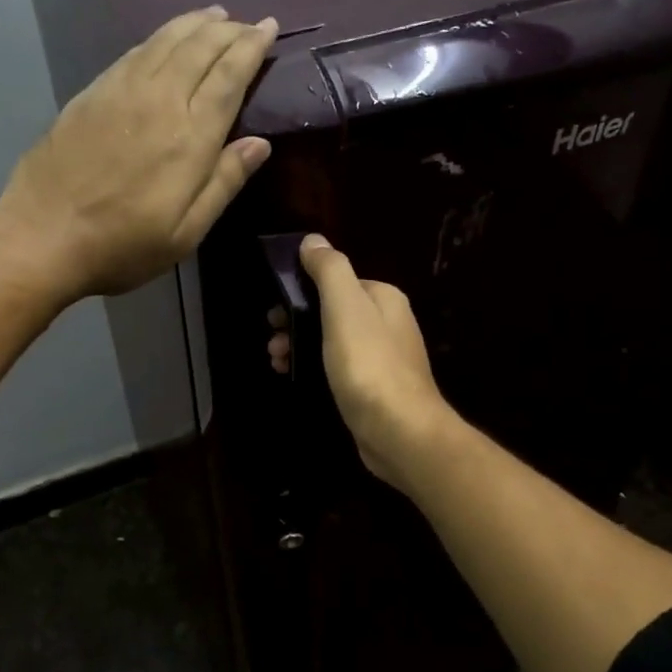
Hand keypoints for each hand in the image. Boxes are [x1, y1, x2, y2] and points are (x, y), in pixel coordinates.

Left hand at [0, 7, 277, 299]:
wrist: (43, 237)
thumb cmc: (123, 245)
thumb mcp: (186, 232)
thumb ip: (224, 182)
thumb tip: (260, 143)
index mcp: (190, 138)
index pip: (229, 77)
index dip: (251, 47)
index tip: (269, 26)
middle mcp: (159, 101)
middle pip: (199, 49)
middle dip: (228, 30)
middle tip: (248, 23)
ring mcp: (121, 92)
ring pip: (165, 41)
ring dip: (194, 24)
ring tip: (214, 15)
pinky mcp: (91, 94)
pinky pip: (134, 51)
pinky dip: (159, 37)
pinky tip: (165, 38)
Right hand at [270, 235, 457, 491]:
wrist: (398, 431)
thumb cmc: (368, 364)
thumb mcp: (345, 307)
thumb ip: (329, 269)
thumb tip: (312, 240)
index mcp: (383, 299)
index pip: (337, 282)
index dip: (302, 291)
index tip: (275, 310)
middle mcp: (387, 325)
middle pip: (331, 312)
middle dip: (296, 321)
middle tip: (272, 340)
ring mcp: (381, 360)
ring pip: (330, 343)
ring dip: (299, 346)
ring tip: (276, 361)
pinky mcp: (372, 391)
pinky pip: (336, 370)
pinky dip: (313, 369)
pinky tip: (294, 378)